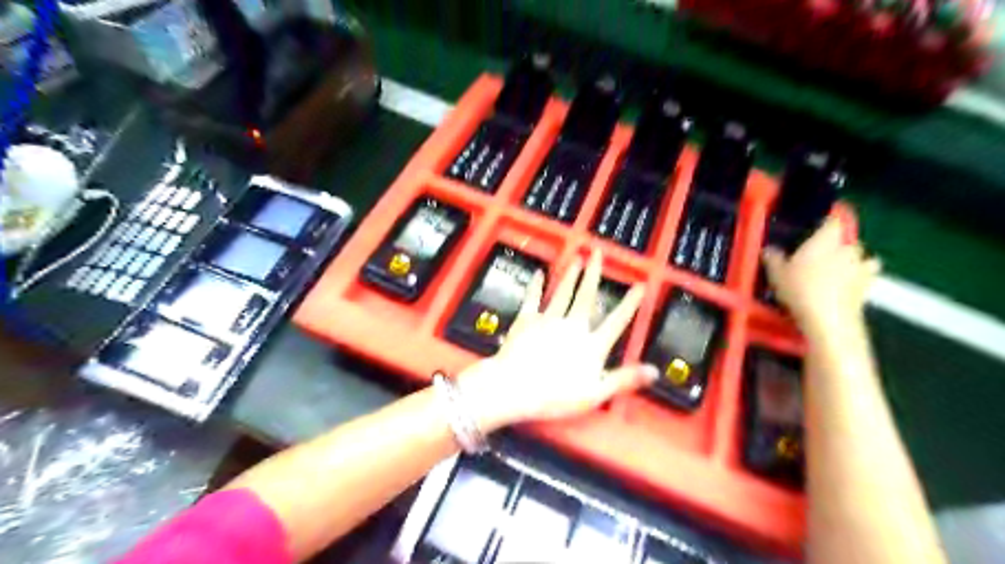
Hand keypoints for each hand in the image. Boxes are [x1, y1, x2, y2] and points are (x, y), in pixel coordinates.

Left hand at [456, 250, 659, 429]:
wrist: (515, 388)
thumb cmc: (555, 395)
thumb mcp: (596, 393)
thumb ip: (624, 379)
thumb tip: (653, 371)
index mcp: (591, 345)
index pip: (617, 321)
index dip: (630, 303)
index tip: (639, 286)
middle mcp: (572, 326)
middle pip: (586, 296)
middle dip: (593, 273)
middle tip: (598, 253)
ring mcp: (548, 320)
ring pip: (563, 292)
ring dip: (571, 275)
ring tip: (578, 259)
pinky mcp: (526, 320)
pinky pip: (532, 298)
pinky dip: (536, 285)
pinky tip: (538, 274)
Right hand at [771, 214, 881, 338]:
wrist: (828, 320)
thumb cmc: (800, 289)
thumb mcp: (776, 273)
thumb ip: (773, 258)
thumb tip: (769, 249)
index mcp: (827, 238)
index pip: (832, 219)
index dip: (825, 221)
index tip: (815, 226)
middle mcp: (849, 247)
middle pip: (845, 239)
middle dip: (835, 243)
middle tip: (817, 253)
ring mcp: (862, 266)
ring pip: (858, 256)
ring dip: (849, 260)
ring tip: (834, 269)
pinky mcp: (869, 285)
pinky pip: (865, 275)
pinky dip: (859, 276)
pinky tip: (847, 283)